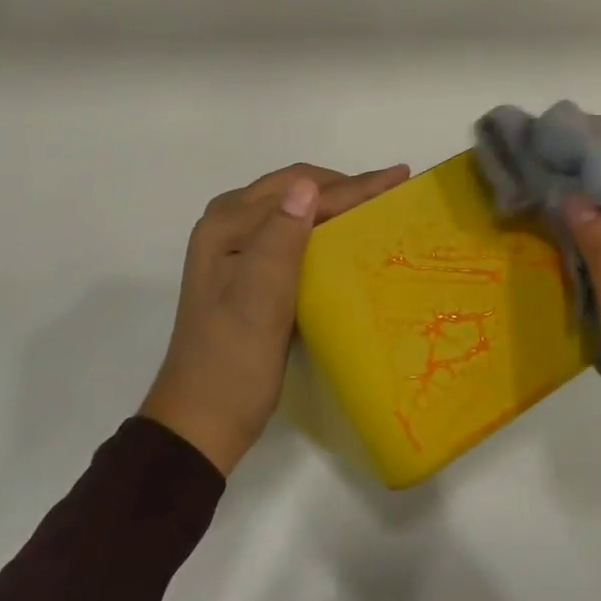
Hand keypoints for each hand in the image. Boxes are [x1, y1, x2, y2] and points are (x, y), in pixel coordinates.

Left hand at [141, 162, 409, 476]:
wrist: (201, 423)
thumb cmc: (233, 361)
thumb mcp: (259, 300)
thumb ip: (281, 238)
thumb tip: (308, 185)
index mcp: (227, 225)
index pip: (299, 191)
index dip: (352, 185)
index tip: (399, 177)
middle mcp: (227, 226)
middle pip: (294, 189)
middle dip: (345, 187)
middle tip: (392, 190)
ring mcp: (235, 248)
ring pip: (293, 208)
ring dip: (334, 203)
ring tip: (376, 205)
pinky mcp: (246, 270)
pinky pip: (290, 232)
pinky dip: (321, 227)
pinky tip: (344, 236)